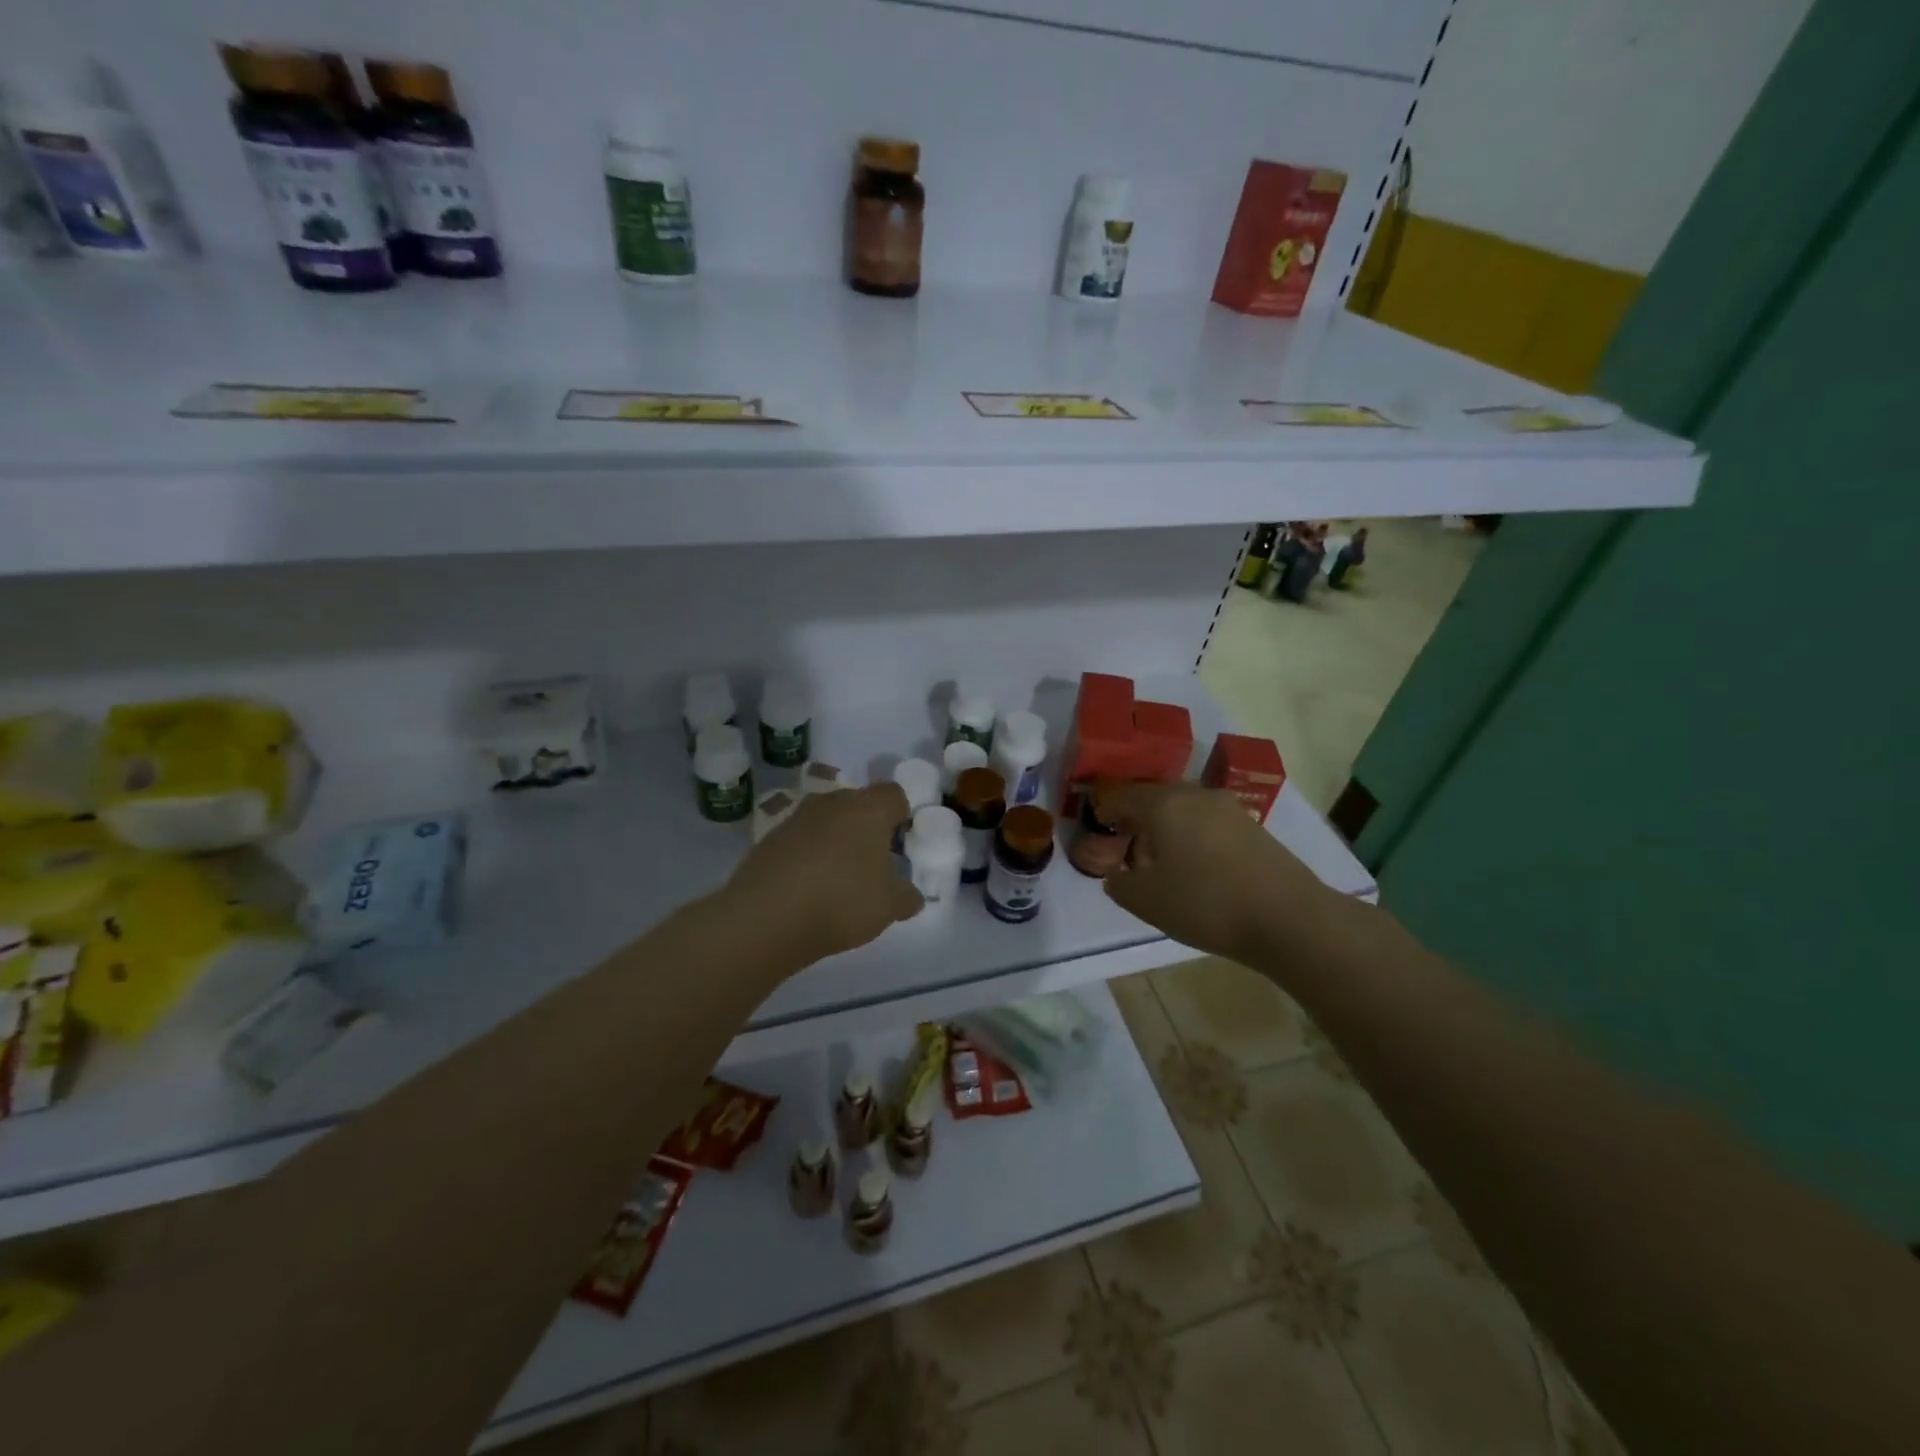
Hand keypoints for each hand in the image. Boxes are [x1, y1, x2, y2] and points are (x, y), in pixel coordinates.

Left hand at [723, 784, 922, 964]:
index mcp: (868, 809)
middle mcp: (832, 802)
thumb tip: (911, 896)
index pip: (894, 795)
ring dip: (835, 841)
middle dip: (867, 828)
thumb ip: (906, 897)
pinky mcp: (768, 838)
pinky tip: (807, 888)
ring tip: (837, 879)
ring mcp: (796, 817)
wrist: (765, 918)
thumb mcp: (888, 907)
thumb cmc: (842, 902)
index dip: (901, 817)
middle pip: (858, 804)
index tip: (899, 847)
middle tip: (871, 865)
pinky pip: (799, 839)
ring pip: (827, 820)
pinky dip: (807, 856)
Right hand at [1095, 780, 1329, 962]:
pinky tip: (1196, 864)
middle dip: (1138, 816)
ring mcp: (1228, 808)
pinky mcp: (1253, 826)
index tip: (1098, 823)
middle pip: (1156, 797)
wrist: (1288, 918)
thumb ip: (1119, 884)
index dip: (1106, 808)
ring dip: (1168, 825)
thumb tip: (1116, 874)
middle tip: (1127, 841)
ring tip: (1161, 857)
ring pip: (1184, 807)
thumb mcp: (1146, 901)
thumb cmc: (1206, 904)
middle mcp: (1195, 795)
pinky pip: (1209, 821)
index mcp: (1163, 804)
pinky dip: (1193, 834)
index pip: (1123, 795)